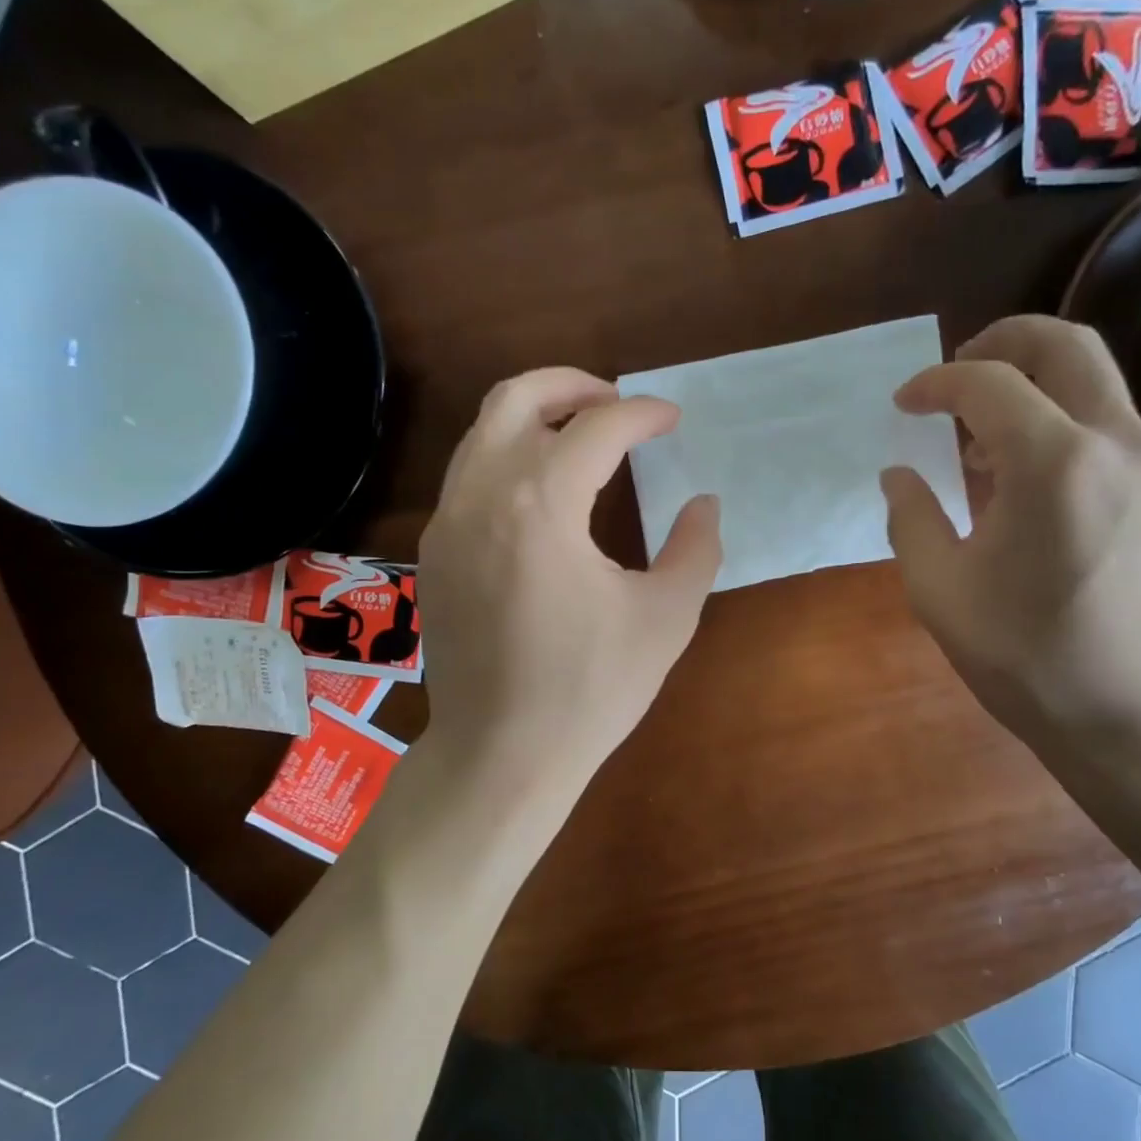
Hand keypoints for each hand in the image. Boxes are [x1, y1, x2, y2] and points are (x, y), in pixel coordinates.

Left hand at [417, 368, 720, 831]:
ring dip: (536, 416)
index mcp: (540, 506)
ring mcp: (447, 523)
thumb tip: (704, 504)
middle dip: (573, 384)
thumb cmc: (590, 690)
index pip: (596, 427)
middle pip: (516, 398)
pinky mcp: (435, 552)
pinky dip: (509, 456)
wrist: (500, 755)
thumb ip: (695, 548)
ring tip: (583, 434)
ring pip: (483, 432)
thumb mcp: (666, 618)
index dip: (642, 415)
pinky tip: (545, 491)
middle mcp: (482, 496)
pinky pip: (468, 474)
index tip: (672, 421)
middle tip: (618, 401)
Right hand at [881, 315, 1140, 749]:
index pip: (988, 384)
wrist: (1134, 715)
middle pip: (1066, 345)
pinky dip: (1062, 420)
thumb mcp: (939, 590)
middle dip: (1003, 340)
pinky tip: (1027, 476)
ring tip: (981, 431)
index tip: (904, 404)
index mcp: (1053, 465)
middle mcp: (1115, 445)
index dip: (936, 384)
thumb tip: (900, 474)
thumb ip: (911, 517)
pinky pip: (1110, 425)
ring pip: (1097, 380)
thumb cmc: (1027, 656)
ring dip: (1034, 382)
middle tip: (956, 370)